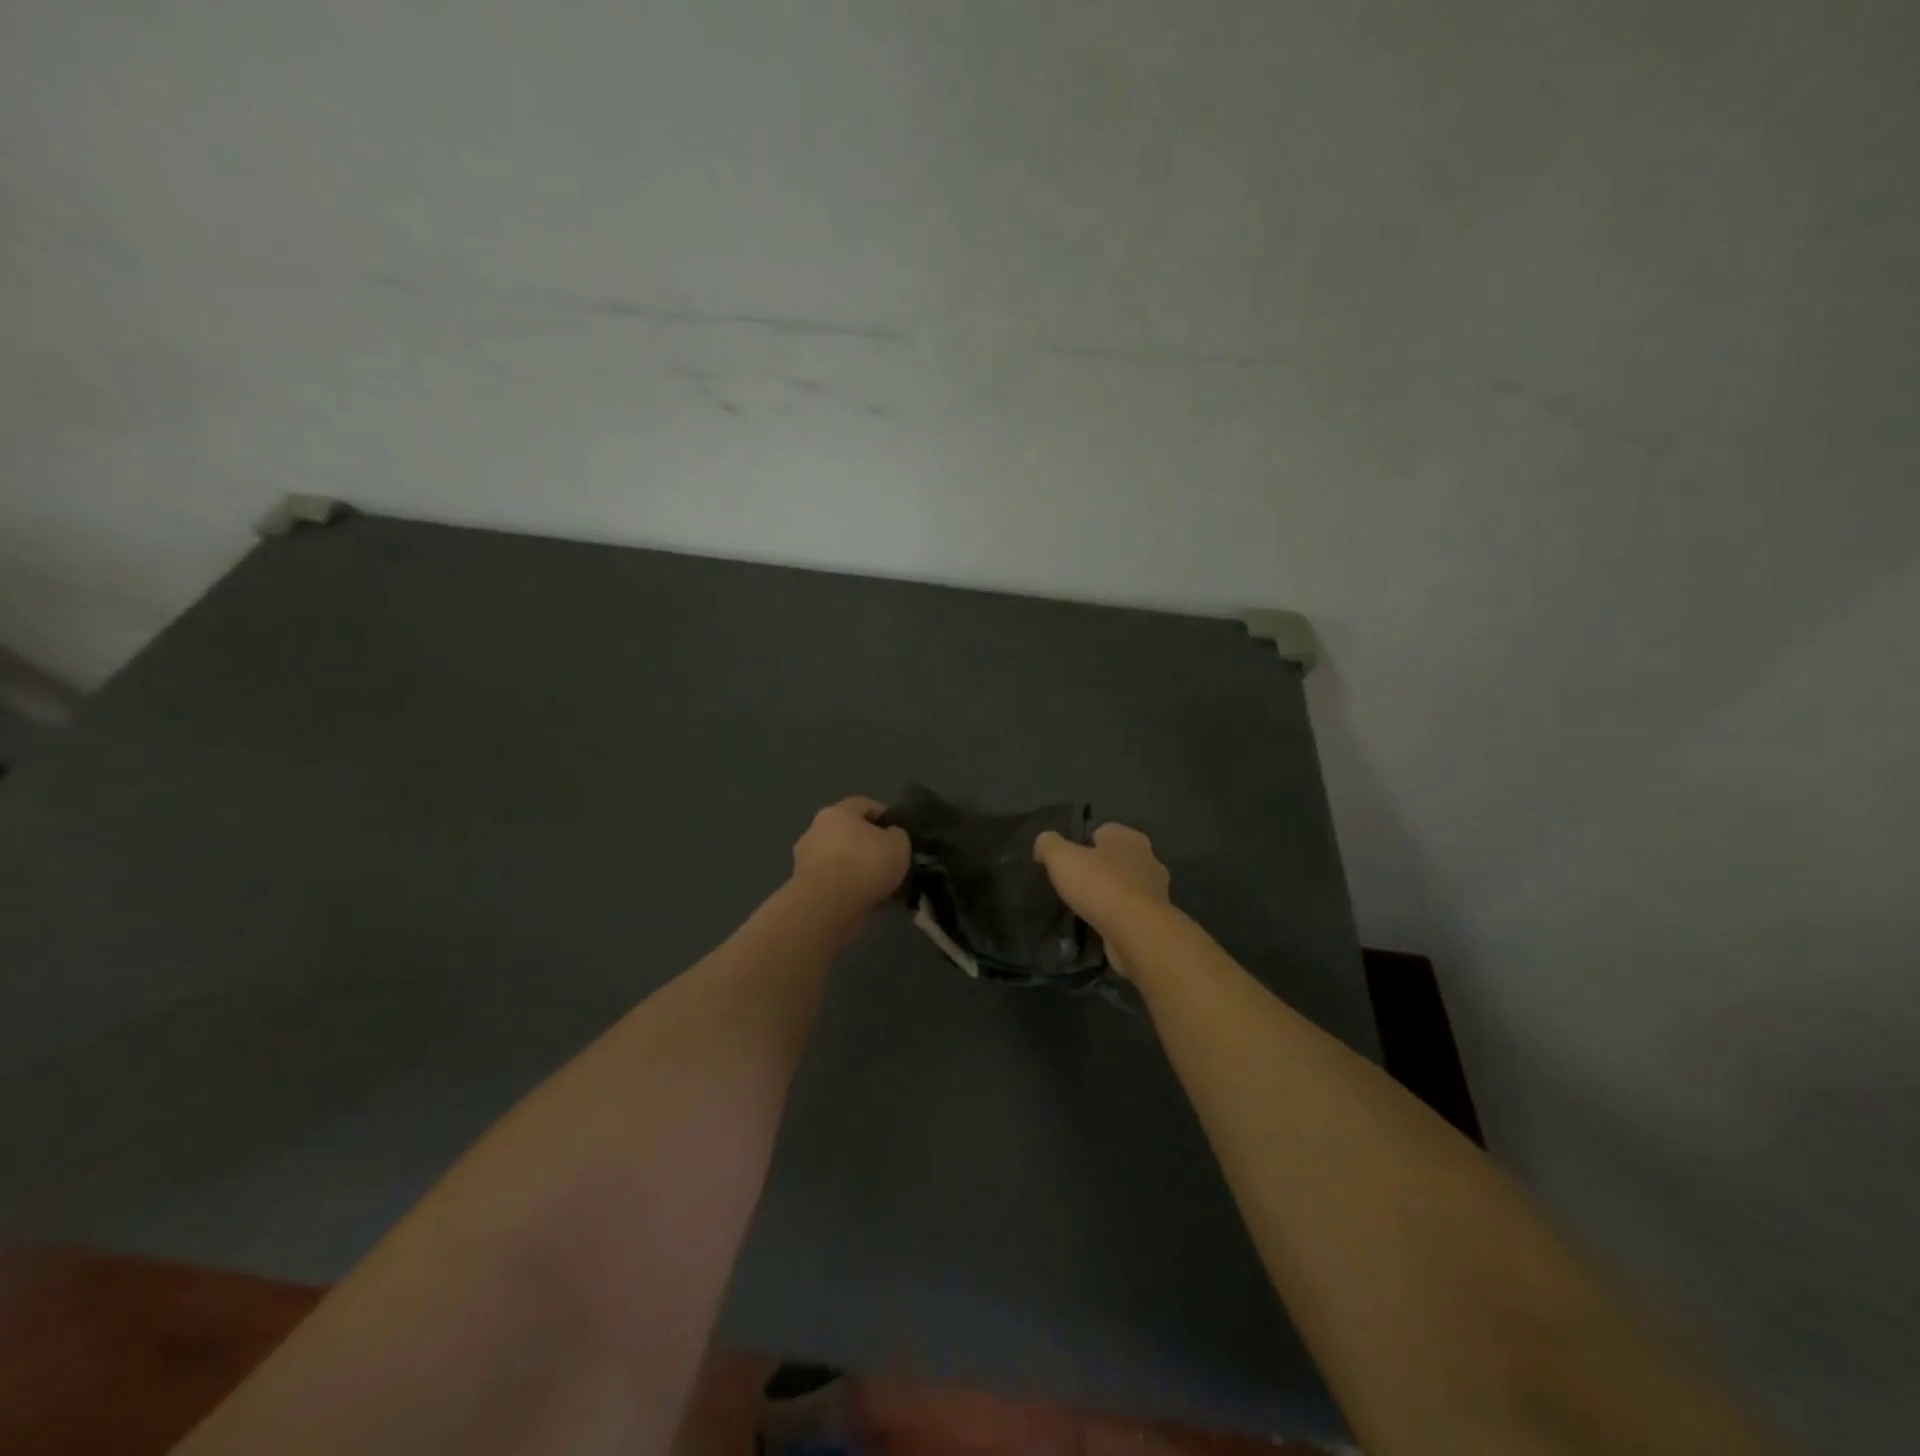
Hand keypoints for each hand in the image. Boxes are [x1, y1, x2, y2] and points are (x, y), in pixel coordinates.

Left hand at [790, 796, 910, 919]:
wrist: (828, 907)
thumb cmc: (865, 865)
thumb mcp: (899, 844)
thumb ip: (897, 835)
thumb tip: (890, 837)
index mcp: (837, 811)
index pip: (866, 805)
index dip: (886, 817)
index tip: (900, 834)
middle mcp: (816, 830)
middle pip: (849, 832)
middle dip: (869, 845)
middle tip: (890, 860)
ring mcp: (806, 859)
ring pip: (841, 859)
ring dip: (857, 868)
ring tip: (881, 885)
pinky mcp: (804, 886)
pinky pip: (834, 881)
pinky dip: (848, 887)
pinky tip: (866, 899)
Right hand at [1033, 823, 1170, 972]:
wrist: (1136, 931)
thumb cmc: (1099, 884)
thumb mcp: (1060, 857)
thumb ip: (1048, 844)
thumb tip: (1042, 845)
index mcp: (1127, 837)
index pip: (1103, 831)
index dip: (1083, 843)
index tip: (1067, 861)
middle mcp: (1147, 858)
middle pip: (1116, 858)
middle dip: (1099, 869)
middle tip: (1075, 884)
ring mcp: (1156, 890)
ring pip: (1126, 885)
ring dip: (1109, 894)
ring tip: (1085, 908)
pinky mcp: (1156, 918)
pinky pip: (1131, 911)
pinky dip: (1118, 916)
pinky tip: (1101, 926)